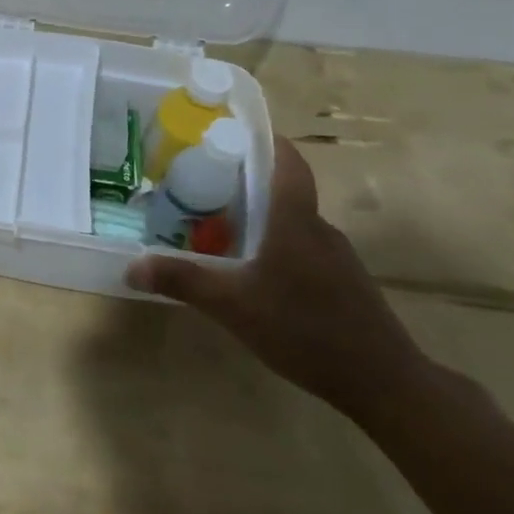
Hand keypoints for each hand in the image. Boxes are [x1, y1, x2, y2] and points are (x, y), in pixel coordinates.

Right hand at [125, 136, 426, 415]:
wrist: (382, 381)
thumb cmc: (304, 328)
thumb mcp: (232, 305)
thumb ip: (182, 281)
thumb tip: (131, 266)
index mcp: (295, 221)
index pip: (288, 163)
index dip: (267, 140)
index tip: (234, 132)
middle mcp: (319, 230)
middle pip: (284, 193)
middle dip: (246, 185)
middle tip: (203, 187)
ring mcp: (335, 259)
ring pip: (292, 225)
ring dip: (260, 220)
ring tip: (218, 230)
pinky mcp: (342, 284)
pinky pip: (302, 251)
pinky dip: (275, 249)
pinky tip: (252, 275)